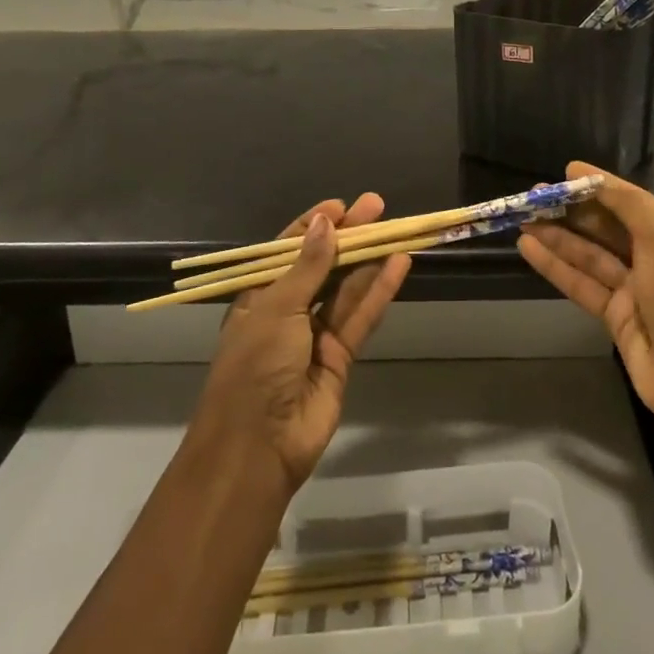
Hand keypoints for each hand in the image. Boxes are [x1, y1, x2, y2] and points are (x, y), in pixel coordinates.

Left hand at [194, 194, 410, 493]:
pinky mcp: (340, 356)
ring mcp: (315, 334)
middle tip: (377, 206)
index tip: (340, 206)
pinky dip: (380, 290)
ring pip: (346, 288)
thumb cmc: (255, 367)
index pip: (288, 251)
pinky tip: (398, 264)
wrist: (258, 447)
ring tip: (395, 228)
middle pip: (323, 265)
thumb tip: (325, 223)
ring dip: (369, 259)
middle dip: (348, 236)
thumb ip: (308, 267)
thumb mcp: (277, 309)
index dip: (314, 226)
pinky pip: (361, 316)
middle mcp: (287, 310)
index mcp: (259, 296)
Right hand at [519, 163, 653, 466]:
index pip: (630, 201)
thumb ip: (628, 206)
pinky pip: (581, 283)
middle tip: (532, 197)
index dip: (598, 185)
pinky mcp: (616, 317)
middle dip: (571, 211)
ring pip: (589, 255)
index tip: (565, 172)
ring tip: (523, 218)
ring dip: (557, 236)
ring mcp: (634, 289)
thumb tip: (591, 178)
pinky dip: (556, 266)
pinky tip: (529, 248)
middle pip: (606, 227)